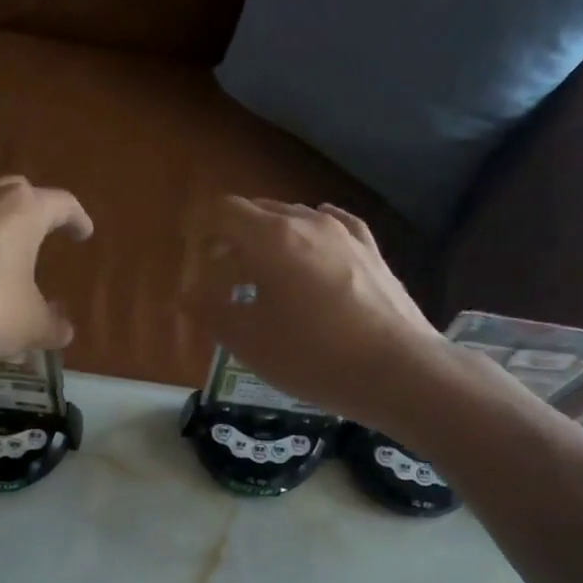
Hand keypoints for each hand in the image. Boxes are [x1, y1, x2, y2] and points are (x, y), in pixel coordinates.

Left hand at [0, 176, 94, 363]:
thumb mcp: (30, 326)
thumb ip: (54, 325)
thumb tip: (64, 329)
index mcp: (24, 210)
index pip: (63, 204)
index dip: (78, 220)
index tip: (84, 234)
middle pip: (22, 194)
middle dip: (38, 212)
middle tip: (49, 232)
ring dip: (4, 226)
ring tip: (14, 252)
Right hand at [183, 197, 482, 434]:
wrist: (397, 371)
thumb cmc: (313, 357)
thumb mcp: (249, 341)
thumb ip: (211, 310)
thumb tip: (185, 294)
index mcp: (272, 239)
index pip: (225, 212)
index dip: (201, 230)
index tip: (191, 255)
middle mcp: (308, 222)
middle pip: (258, 212)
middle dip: (232, 238)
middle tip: (218, 275)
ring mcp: (345, 234)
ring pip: (294, 220)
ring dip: (268, 241)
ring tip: (262, 277)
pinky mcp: (371, 251)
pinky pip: (330, 229)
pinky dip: (307, 239)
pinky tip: (309, 252)